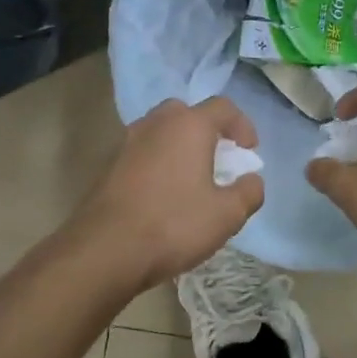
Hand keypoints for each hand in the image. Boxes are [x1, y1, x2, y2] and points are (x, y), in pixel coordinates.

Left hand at [73, 97, 263, 291]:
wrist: (105, 250)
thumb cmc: (173, 225)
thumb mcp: (227, 215)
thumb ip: (249, 192)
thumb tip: (251, 180)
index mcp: (189, 125)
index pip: (222, 107)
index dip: (242, 125)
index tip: (249, 152)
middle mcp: (155, 123)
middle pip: (186, 113)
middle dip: (206, 131)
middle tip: (217, 160)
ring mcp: (127, 142)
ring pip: (160, 132)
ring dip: (178, 147)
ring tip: (190, 179)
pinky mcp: (108, 165)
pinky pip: (142, 153)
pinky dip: (157, 164)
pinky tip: (162, 195)